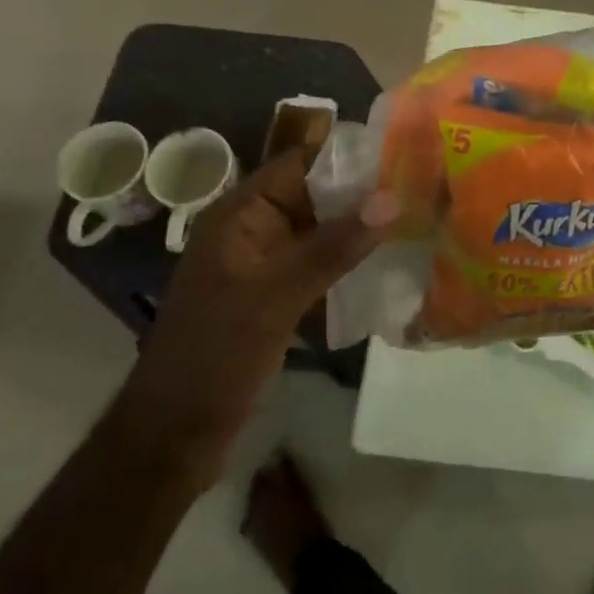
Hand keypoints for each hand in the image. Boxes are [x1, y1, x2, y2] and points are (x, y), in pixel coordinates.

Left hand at [109, 151, 394, 486]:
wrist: (171, 438)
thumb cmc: (215, 356)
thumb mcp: (276, 297)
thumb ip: (334, 247)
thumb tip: (392, 199)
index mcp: (240, 214)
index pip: (301, 163)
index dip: (349, 157)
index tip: (403, 154)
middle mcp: (254, 229)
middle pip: (316, 195)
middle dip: (363, 193)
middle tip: (421, 188)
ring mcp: (265, 264)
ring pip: (321, 231)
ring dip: (360, 228)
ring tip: (416, 219)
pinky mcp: (276, 295)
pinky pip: (319, 264)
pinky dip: (349, 261)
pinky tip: (389, 264)